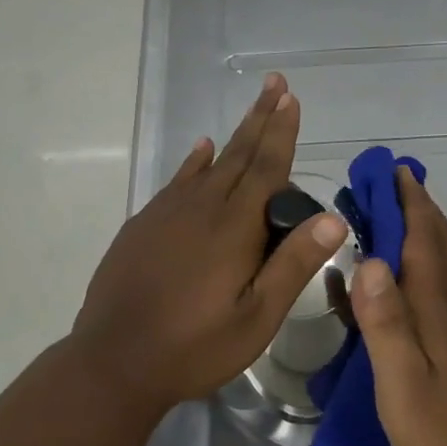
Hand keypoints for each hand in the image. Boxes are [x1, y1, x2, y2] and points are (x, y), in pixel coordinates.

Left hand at [72, 73, 347, 414]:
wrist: (114, 361)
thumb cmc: (194, 346)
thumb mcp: (256, 317)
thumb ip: (293, 265)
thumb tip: (332, 219)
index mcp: (234, 228)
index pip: (265, 168)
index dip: (281, 133)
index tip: (291, 99)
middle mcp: (201, 208)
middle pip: (238, 155)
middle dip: (261, 119)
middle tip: (276, 84)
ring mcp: (167, 214)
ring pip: (208, 165)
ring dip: (234, 137)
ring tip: (252, 112)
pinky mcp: (144, 226)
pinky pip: (177, 181)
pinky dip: (194, 162)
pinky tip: (202, 151)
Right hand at [349, 166, 446, 445]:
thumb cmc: (444, 430)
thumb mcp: (401, 381)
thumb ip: (385, 322)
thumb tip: (370, 260)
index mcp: (438, 307)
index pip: (423, 238)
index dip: (407, 201)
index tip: (390, 169)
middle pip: (437, 242)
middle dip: (413, 206)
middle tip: (383, 182)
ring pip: (441, 261)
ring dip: (418, 230)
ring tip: (387, 214)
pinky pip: (439, 286)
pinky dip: (419, 264)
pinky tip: (398, 278)